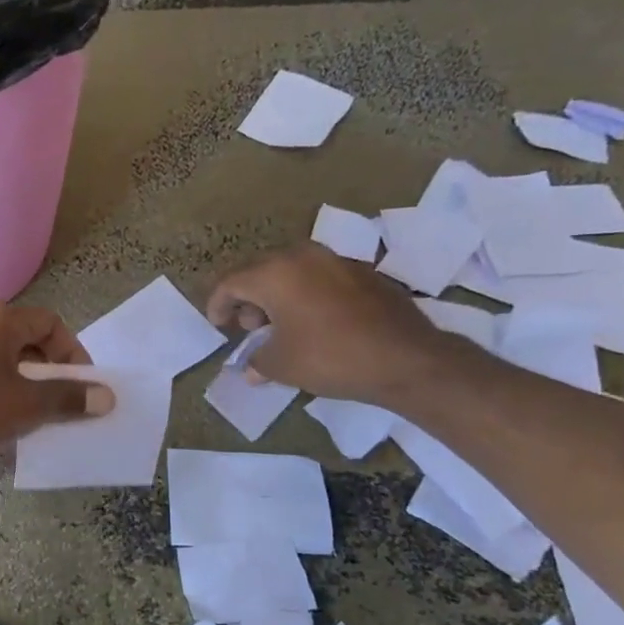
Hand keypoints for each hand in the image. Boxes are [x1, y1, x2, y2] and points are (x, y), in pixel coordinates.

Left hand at [0, 303, 113, 470]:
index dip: (73, 352)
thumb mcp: (27, 407)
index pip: (50, 322)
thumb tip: (105, 396)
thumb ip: (68, 398)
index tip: (80, 386)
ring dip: (20, 384)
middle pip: (23, 339)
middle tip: (58, 404)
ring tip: (29, 418)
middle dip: (47, 371)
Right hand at [205, 242, 446, 404]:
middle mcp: (303, 257)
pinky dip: (306, 295)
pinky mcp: (363, 273)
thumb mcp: (281, 366)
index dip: (217, 304)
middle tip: (249, 327)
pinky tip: (313, 322)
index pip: (230, 282)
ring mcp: (336, 261)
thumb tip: (251, 368)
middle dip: (248, 298)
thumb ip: (257, 361)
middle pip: (260, 272)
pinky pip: (320, 278)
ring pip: (291, 271)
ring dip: (277, 295)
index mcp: (275, 273)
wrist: (406, 358)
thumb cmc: (331, 357)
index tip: (217, 325)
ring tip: (280, 326)